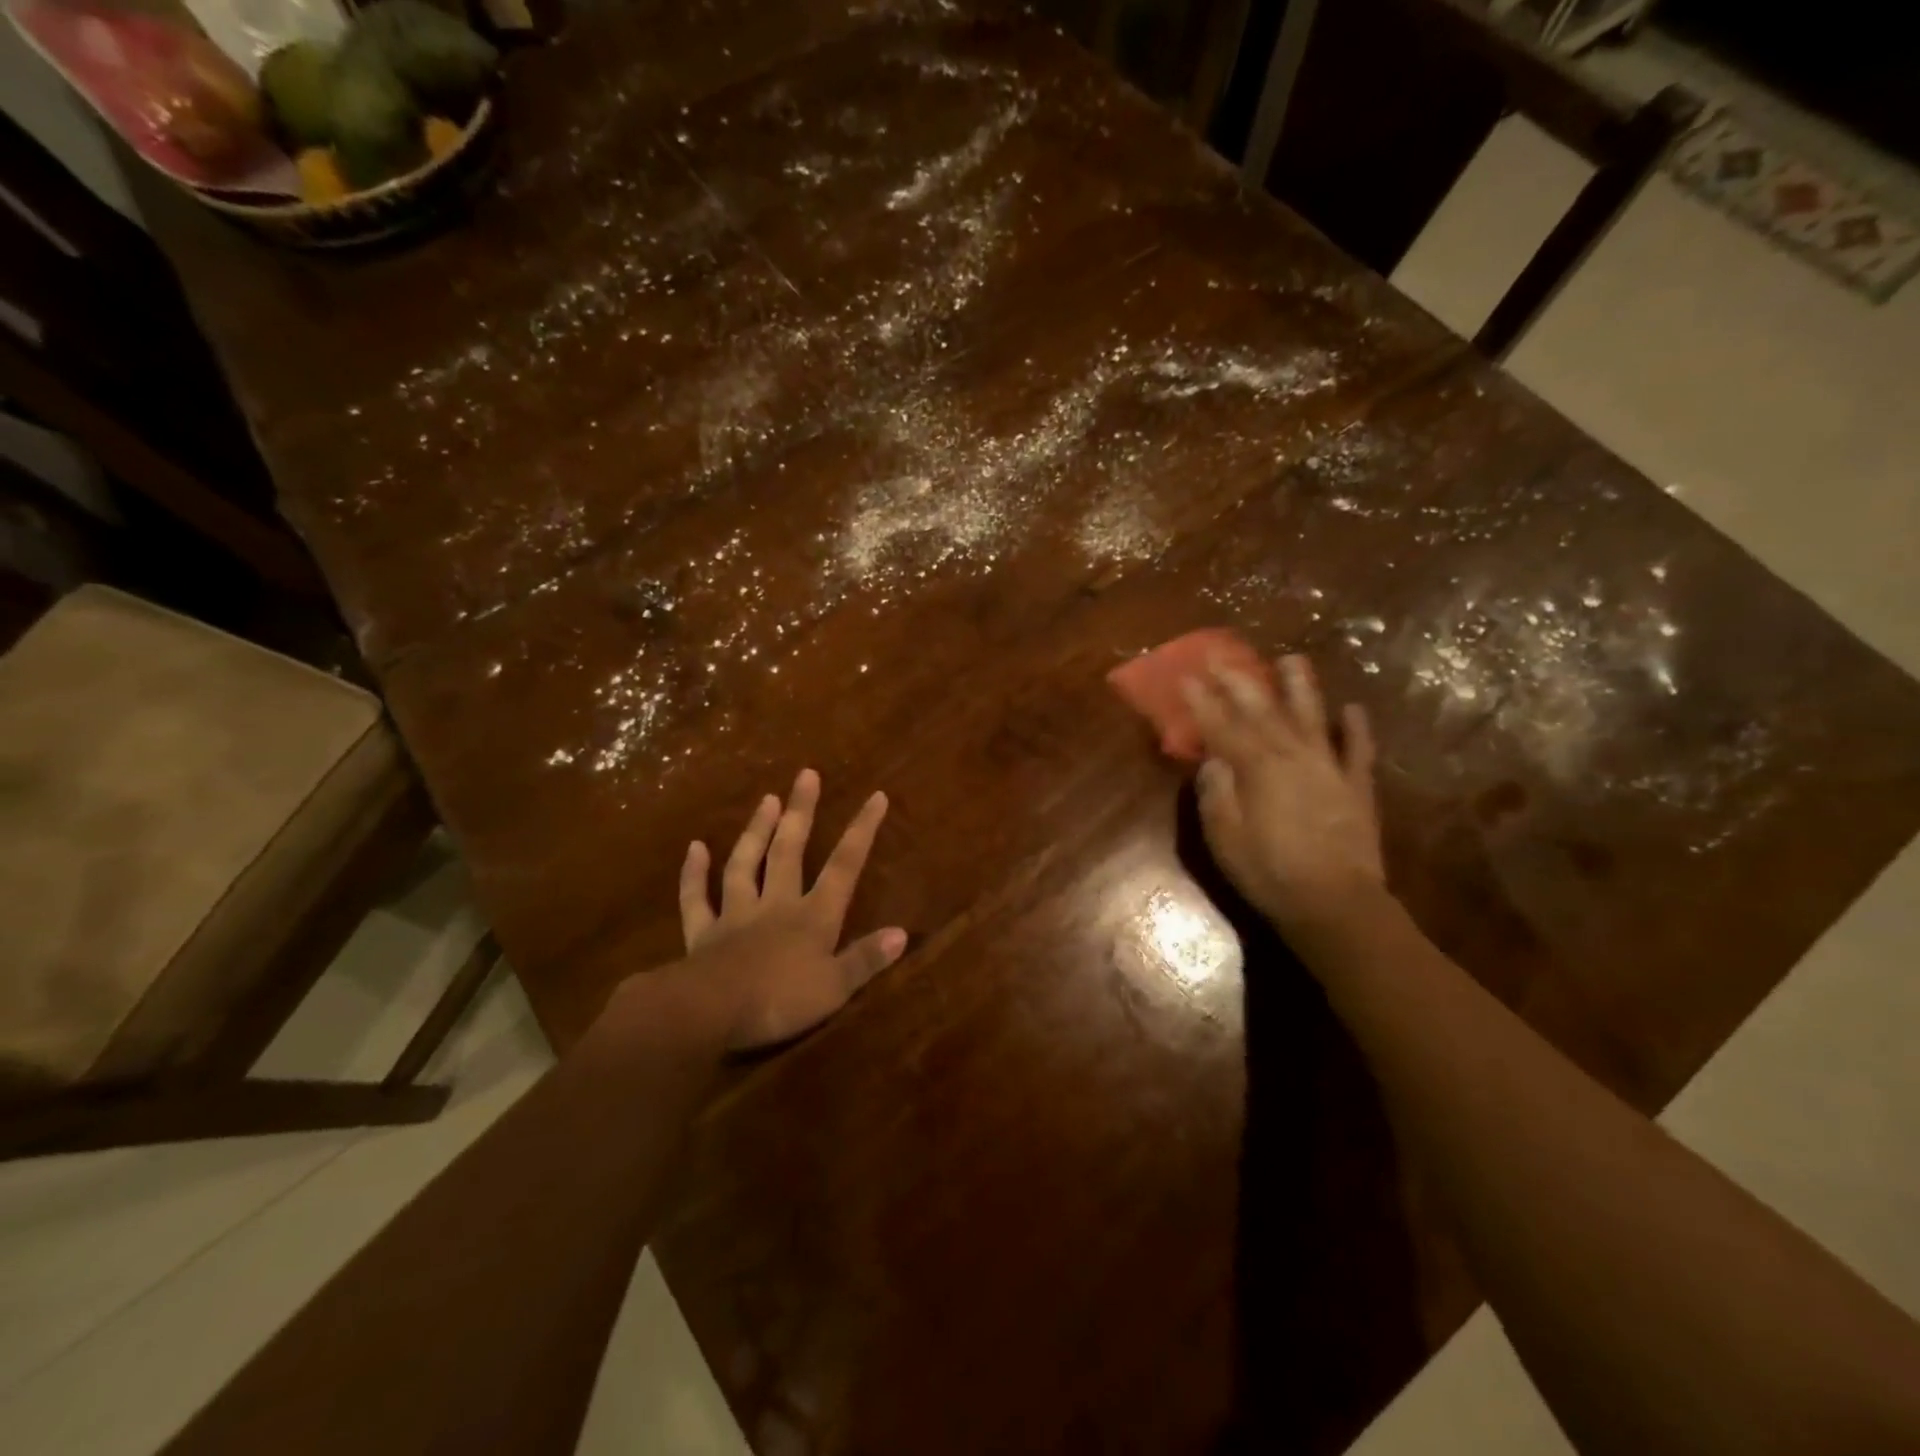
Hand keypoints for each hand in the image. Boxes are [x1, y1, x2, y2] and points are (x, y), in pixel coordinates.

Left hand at [670, 768, 907, 1049]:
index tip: (876, 796)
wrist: (711, 1012)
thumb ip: (866, 959)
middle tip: (806, 774)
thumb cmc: (780, 1002)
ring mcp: (736, 915)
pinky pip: (696, 899)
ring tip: (766, 799)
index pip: (844, 866)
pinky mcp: (703, 933)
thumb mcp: (835, 988)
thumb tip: (901, 933)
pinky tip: (695, 847)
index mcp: (813, 917)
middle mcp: (776, 905)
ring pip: (745, 864)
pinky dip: (694, 873)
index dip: (862, 830)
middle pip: (790, 851)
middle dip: (801, 812)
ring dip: (755, 831)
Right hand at [1182, 653, 1384, 932]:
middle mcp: (1292, 756)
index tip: (1187, 676)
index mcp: (1256, 768)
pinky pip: (1358, 750)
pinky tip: (1353, 709)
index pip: (1222, 726)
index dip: (1202, 701)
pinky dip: (1357, 728)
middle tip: (1224, 656)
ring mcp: (1329, 768)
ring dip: (1301, 687)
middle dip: (1240, 681)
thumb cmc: (1269, 872)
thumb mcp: (1224, 838)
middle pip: (1263, 710)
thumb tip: (1213, 760)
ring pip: (1313, 716)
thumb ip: (1216, 793)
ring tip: (1292, 659)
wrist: (1335, 903)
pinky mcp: (1357, 787)